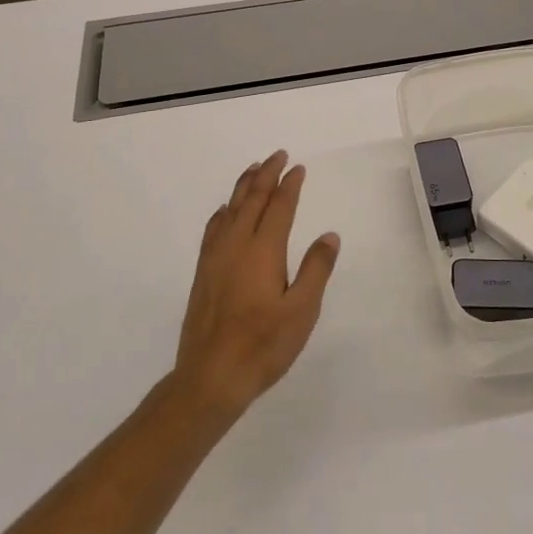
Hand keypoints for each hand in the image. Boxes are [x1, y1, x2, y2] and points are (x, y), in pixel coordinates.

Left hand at [172, 151, 340, 420]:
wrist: (210, 377)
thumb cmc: (263, 345)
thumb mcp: (302, 311)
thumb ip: (316, 270)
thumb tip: (329, 236)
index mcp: (264, 250)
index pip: (279, 207)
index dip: (289, 185)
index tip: (298, 168)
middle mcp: (236, 245)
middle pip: (252, 199)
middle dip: (266, 174)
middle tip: (277, 155)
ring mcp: (215, 258)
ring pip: (230, 209)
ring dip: (244, 186)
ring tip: (253, 169)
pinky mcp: (203, 273)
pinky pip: (213, 228)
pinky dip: (224, 211)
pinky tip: (225, 211)